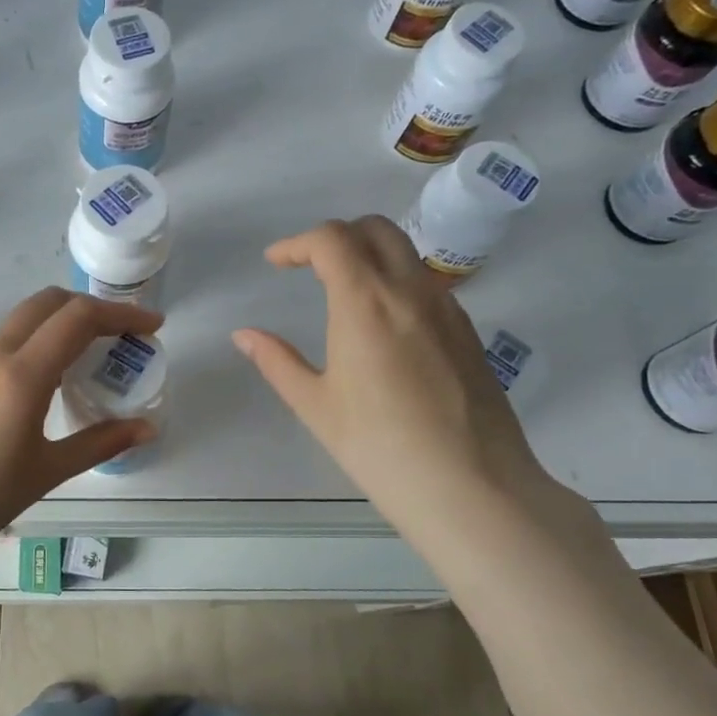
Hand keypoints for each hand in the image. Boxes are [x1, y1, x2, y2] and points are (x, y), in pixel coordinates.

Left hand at [0, 289, 159, 607]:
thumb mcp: (46, 472)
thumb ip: (99, 442)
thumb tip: (147, 428)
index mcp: (21, 374)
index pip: (77, 318)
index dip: (121, 314)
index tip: (152, 327)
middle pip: (48, 303)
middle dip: (91, 308)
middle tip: (123, 334)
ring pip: (23, 321)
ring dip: (61, 324)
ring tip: (92, 357)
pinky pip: (5, 343)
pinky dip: (37, 343)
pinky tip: (49, 382)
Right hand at [232, 216, 560, 545]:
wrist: (472, 487)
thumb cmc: (379, 447)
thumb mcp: (316, 406)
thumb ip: (277, 362)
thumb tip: (244, 335)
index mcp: (365, 302)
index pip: (331, 239)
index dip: (297, 243)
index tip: (276, 263)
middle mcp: (410, 291)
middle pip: (375, 229)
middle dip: (336, 236)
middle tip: (310, 267)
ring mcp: (447, 309)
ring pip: (406, 254)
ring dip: (369, 255)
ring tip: (344, 294)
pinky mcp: (467, 332)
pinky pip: (427, 286)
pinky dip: (397, 283)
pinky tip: (384, 327)